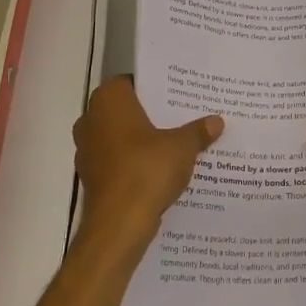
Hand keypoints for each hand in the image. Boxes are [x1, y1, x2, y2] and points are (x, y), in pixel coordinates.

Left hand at [73, 77, 222, 257]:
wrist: (119, 224)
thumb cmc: (147, 169)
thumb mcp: (182, 147)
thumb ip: (198, 131)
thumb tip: (216, 121)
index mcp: (109, 101)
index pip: (131, 81)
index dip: (155, 87)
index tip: (178, 94)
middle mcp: (91, 120)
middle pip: (126, 110)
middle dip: (152, 114)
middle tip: (183, 116)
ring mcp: (88, 151)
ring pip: (120, 137)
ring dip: (143, 141)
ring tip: (177, 142)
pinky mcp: (92, 177)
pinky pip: (118, 161)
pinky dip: (135, 163)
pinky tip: (162, 169)